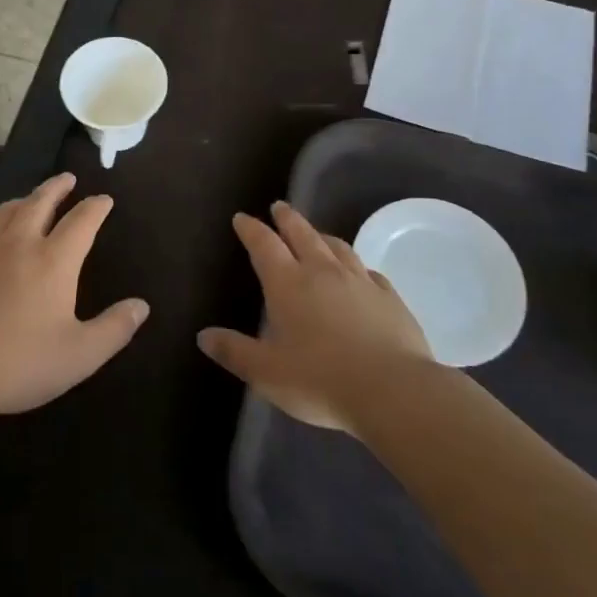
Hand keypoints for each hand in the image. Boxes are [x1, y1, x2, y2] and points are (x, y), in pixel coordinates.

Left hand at [0, 173, 148, 423]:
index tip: (104, 199)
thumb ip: (114, 329)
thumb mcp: (79, 355)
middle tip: (67, 179)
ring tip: (31, 200)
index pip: (81, 221)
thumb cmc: (18, 364)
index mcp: (53, 261)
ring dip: (25, 200)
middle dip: (57, 187)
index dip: (96, 207)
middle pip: (40, 202)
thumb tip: (142, 306)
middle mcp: (19, 244)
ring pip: (6, 211)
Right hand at [198, 201, 432, 431]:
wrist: (393, 391)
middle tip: (279, 206)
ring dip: (322, 235)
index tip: (242, 217)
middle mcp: (322, 271)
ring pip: (338, 246)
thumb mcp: (266, 373)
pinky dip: (357, 266)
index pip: (264, 245)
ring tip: (316, 233)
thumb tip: (203, 335)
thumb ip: (234, 351)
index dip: (251, 229)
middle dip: (287, 218)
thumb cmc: (320, 380)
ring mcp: (360, 281)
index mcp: (288, 283)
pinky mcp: (390, 298)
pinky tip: (360, 273)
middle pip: (302, 233)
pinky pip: (369, 272)